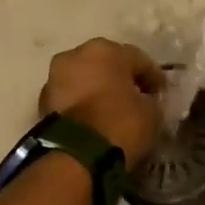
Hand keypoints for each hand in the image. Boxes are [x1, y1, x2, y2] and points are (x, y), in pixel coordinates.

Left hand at [40, 39, 166, 163]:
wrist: (77, 155)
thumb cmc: (120, 124)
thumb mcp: (151, 112)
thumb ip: (149, 99)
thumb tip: (144, 100)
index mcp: (105, 49)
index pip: (138, 59)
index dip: (153, 77)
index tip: (162, 93)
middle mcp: (75, 55)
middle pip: (105, 65)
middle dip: (120, 80)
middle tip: (135, 99)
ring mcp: (54, 78)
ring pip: (84, 81)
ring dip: (98, 92)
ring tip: (112, 112)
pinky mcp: (43, 103)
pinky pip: (72, 100)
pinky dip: (83, 106)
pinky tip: (95, 121)